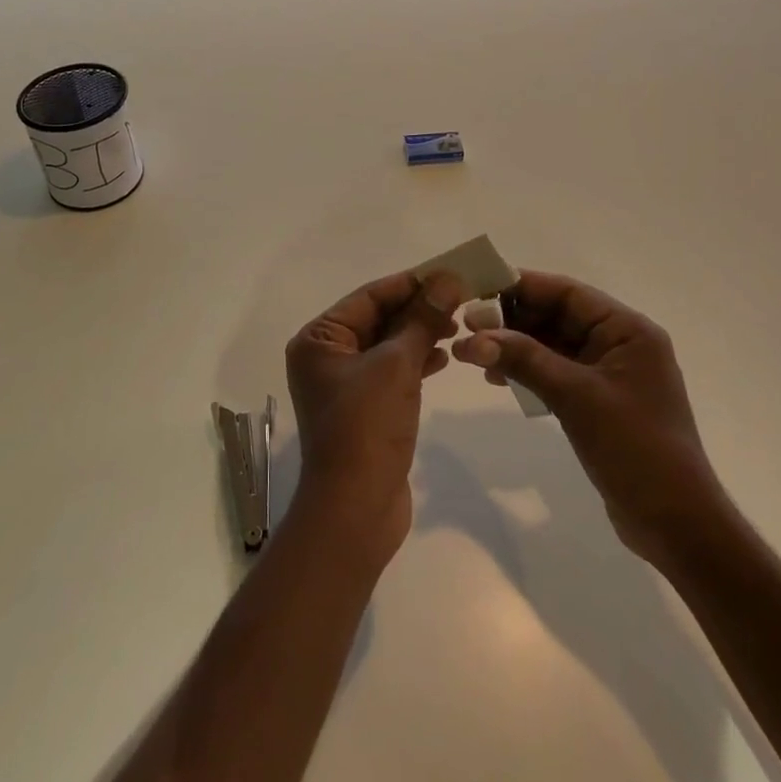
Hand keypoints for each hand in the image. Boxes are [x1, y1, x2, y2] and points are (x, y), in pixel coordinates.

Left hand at [285, 270, 465, 566]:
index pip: (369, 296)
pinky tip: (445, 357)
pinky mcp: (364, 408)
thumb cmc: (366, 427)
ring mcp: (344, 384)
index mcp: (319, 339)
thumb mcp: (397, 365)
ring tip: (458, 325)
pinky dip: (417, 361)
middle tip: (461, 298)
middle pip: (378, 318)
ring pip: (387, 345)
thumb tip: (447, 278)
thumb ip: (422, 319)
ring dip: (420, 333)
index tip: (450, 272)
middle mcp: (326, 357)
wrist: (357, 509)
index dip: (411, 283)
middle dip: (418, 308)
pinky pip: (392, 371)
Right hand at [456, 270, 725, 571]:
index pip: (567, 292)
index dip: (521, 287)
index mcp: (627, 330)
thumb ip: (524, 359)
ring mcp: (609, 374)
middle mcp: (620, 343)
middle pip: (557, 316)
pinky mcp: (598, 402)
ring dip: (515, 346)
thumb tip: (471, 337)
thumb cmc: (635, 448)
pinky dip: (527, 371)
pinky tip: (497, 378)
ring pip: (552, 344)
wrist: (677, 526)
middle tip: (467, 326)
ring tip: (474, 355)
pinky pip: (555, 372)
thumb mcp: (576, 396)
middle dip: (512, 319)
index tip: (477, 289)